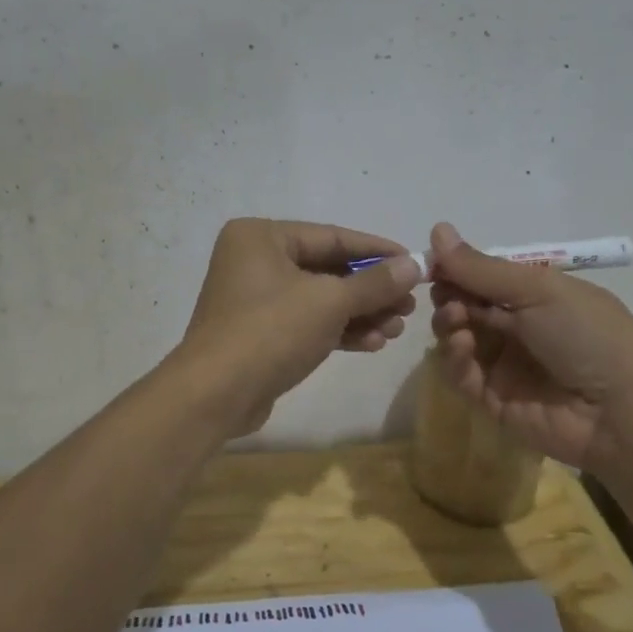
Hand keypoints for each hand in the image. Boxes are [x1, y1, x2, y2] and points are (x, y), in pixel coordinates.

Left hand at [177, 218, 422, 435]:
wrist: (215, 395)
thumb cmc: (271, 331)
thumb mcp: (330, 302)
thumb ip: (375, 283)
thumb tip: (415, 264)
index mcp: (262, 236)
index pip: (333, 237)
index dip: (378, 251)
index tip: (416, 263)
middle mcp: (255, 260)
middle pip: (328, 269)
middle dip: (371, 291)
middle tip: (410, 306)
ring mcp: (255, 299)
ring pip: (320, 299)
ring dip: (360, 314)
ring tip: (397, 329)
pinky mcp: (260, 333)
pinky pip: (307, 323)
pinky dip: (338, 331)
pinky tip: (373, 343)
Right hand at [427, 222, 632, 475]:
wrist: (621, 412)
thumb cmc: (587, 336)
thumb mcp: (538, 290)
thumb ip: (482, 268)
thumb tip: (437, 228)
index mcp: (533, 295)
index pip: (481, 277)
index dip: (454, 269)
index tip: (430, 264)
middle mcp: (516, 327)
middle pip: (463, 306)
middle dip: (448, 297)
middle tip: (447, 297)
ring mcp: (503, 365)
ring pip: (456, 338)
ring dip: (448, 325)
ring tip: (456, 321)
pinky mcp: (493, 400)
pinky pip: (461, 375)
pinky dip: (455, 359)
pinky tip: (464, 348)